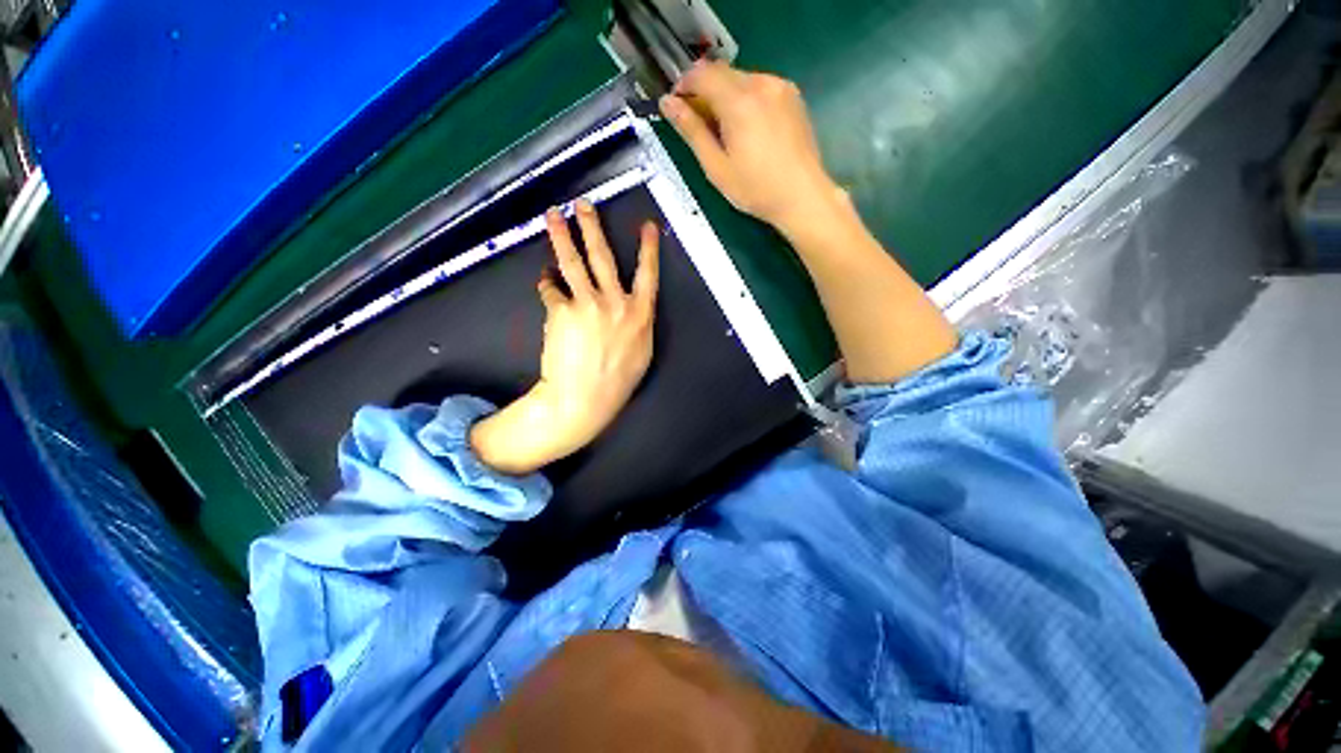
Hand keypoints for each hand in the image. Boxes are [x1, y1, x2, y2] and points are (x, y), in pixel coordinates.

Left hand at [470, 200, 659, 474]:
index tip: (647, 225)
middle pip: (603, 257)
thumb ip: (637, 324)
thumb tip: (627, 306)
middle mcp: (616, 302)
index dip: (649, 248)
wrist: (584, 398)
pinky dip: (547, 284)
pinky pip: (551, 289)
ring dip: (561, 235)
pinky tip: (545, 280)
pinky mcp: (561, 311)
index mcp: (640, 314)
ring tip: (552, 216)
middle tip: (583, 205)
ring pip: (573, 262)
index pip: (648, 274)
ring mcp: (587, 304)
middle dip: (593, 227)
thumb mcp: (641, 352)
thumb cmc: (618, 380)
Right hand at [659, 60, 845, 238]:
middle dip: (704, 91)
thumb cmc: (756, 189)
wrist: (802, 196)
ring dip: (725, 95)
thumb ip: (692, 131)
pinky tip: (747, 128)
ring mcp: (780, 87)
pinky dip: (745, 99)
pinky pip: (760, 86)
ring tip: (724, 130)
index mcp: (739, 101)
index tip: (676, 106)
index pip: (702, 73)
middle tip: (699, 124)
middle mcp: (761, 84)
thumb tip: (667, 103)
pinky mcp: (792, 95)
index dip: (684, 85)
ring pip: (741, 78)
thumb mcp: (716, 167)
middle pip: (722, 73)